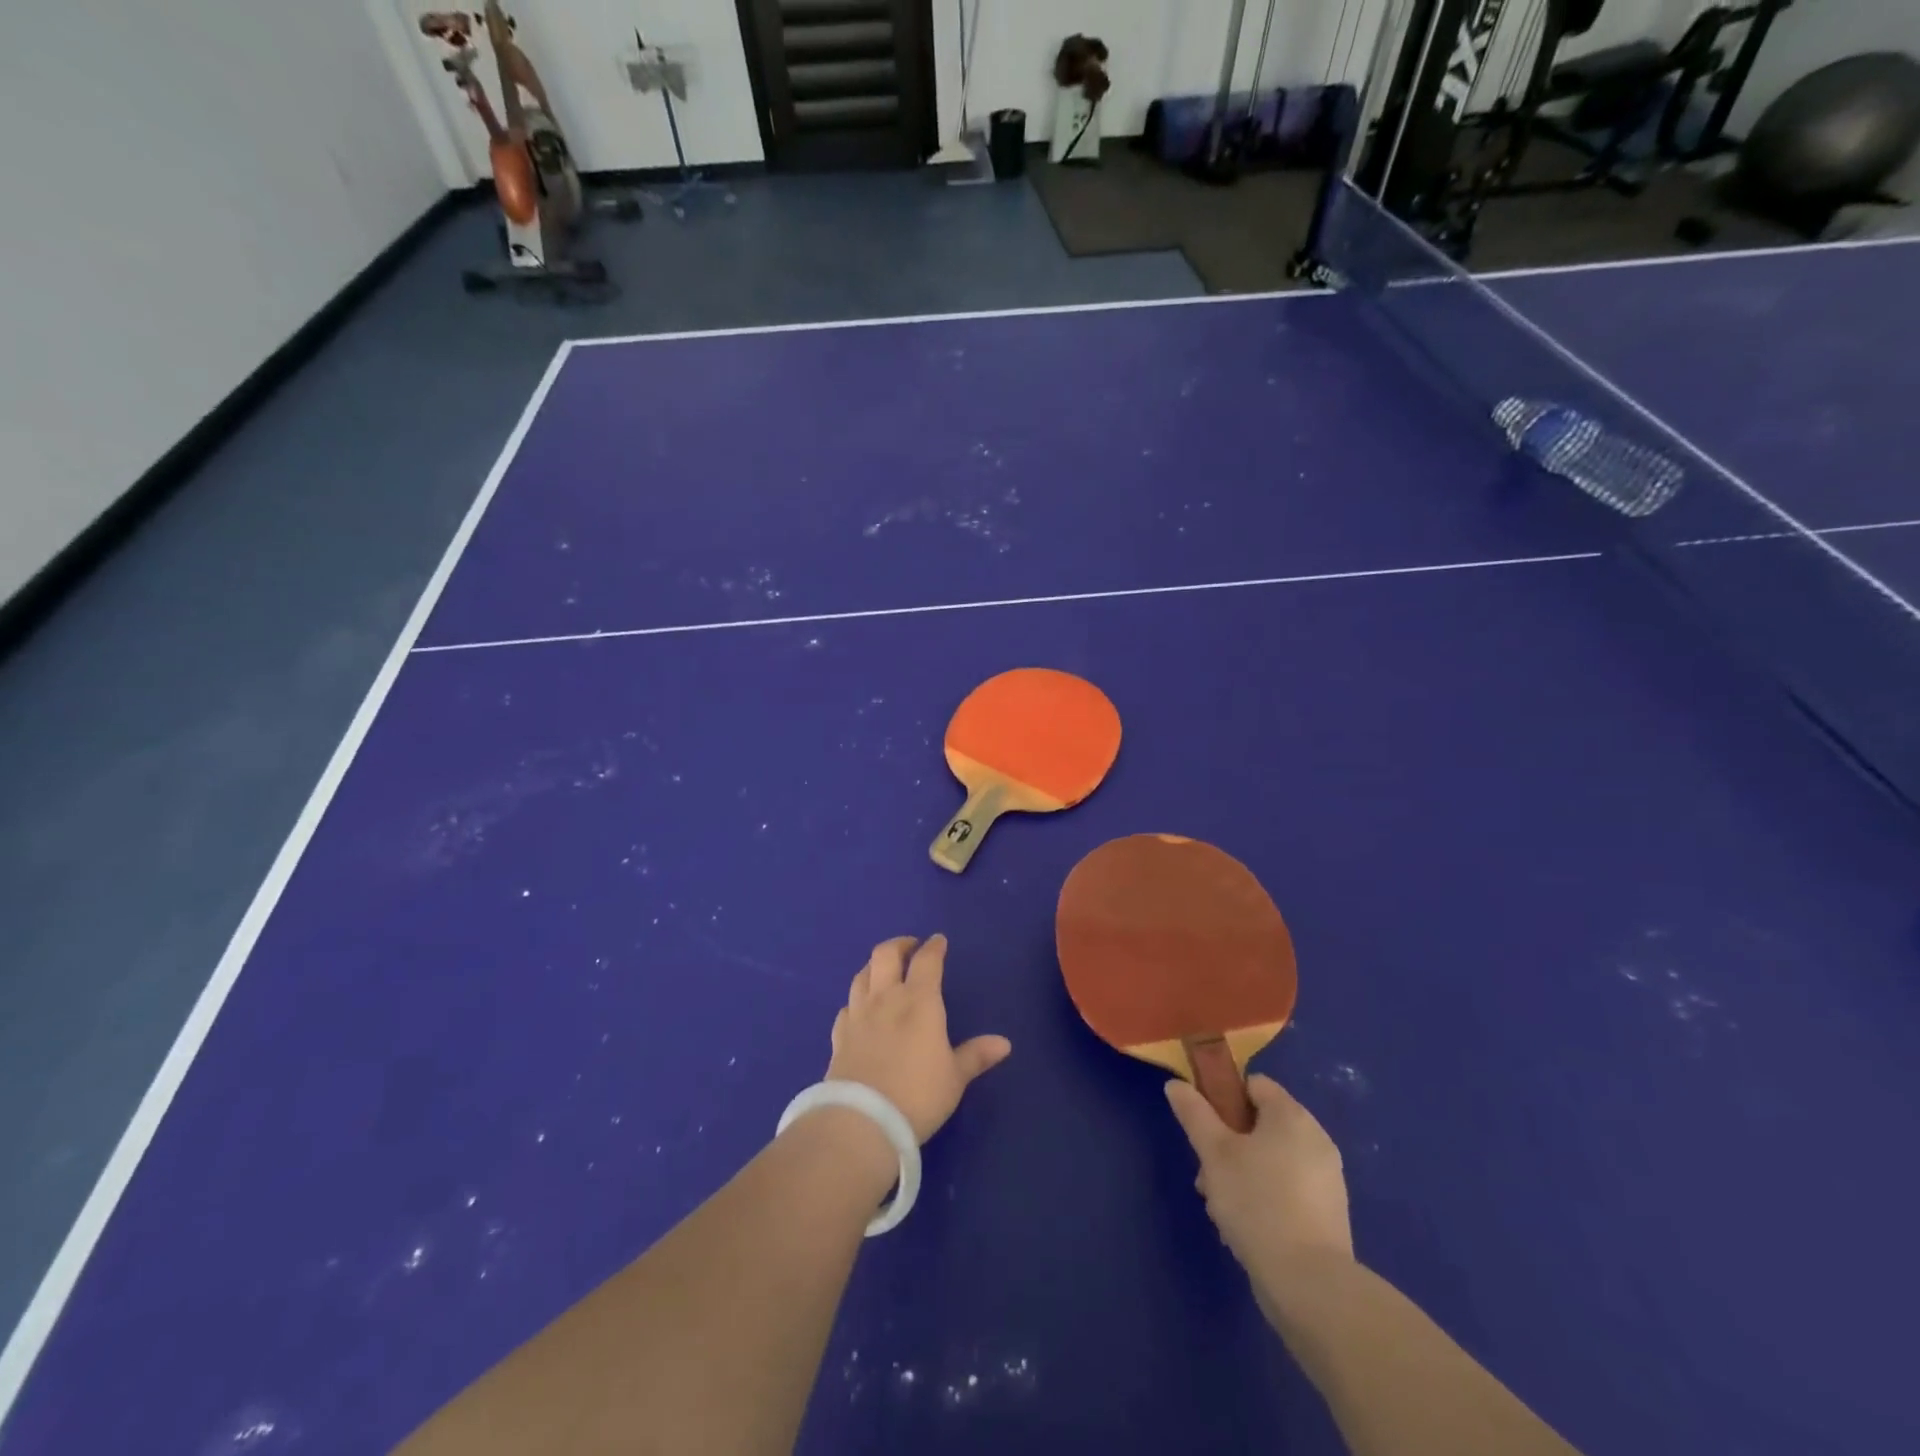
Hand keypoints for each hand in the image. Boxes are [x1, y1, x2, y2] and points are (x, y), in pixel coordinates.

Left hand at [826, 935, 1011, 1143]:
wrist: (862, 1120)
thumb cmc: (918, 1095)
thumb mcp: (954, 1078)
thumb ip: (976, 1056)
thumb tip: (1004, 1043)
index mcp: (919, 1001)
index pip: (926, 961)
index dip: (933, 947)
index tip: (938, 941)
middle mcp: (885, 998)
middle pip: (886, 955)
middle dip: (899, 944)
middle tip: (910, 947)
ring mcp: (858, 1015)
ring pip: (862, 975)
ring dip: (874, 966)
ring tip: (884, 971)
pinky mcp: (838, 1036)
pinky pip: (847, 1006)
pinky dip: (856, 1000)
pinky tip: (860, 1009)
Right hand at [1165, 1074, 1353, 1288]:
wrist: (1310, 1285)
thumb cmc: (1258, 1203)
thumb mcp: (1214, 1153)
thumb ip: (1194, 1114)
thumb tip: (1176, 1084)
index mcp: (1292, 1116)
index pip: (1254, 1085)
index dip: (1224, 1098)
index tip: (1204, 1126)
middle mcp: (1316, 1140)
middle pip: (1260, 1125)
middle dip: (1228, 1145)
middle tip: (1207, 1173)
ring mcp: (1326, 1180)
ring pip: (1271, 1161)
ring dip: (1241, 1175)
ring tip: (1221, 1207)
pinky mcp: (1328, 1216)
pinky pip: (1287, 1190)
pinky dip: (1265, 1199)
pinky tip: (1245, 1228)